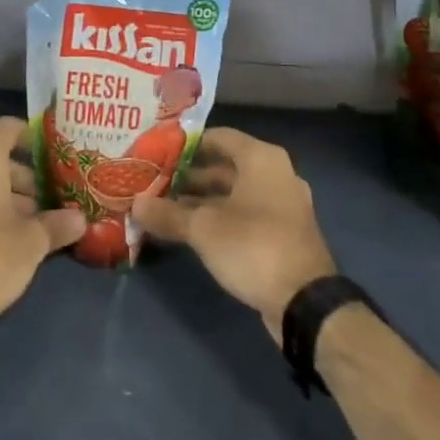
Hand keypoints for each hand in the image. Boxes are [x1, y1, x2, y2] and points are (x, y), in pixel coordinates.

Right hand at [134, 128, 336, 340]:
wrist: (305, 302)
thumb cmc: (253, 246)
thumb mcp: (203, 229)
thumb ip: (167, 214)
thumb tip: (134, 204)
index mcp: (261, 158)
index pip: (218, 137)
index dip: (186, 145)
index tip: (157, 153)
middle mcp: (275, 174)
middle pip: (225, 166)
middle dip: (188, 176)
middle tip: (153, 183)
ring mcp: (281, 205)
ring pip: (233, 194)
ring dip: (200, 201)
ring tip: (162, 208)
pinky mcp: (282, 234)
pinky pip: (244, 215)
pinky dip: (218, 219)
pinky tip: (189, 232)